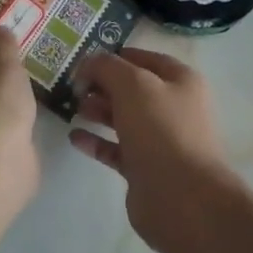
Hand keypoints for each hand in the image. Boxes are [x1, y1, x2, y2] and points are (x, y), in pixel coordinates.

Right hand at [70, 48, 241, 252]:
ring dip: (97, 110)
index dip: (114, 56)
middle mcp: (173, 107)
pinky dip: (95, 141)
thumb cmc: (161, 130)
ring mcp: (159, 140)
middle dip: (101, 84)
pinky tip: (74, 137)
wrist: (181, 196)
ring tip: (71, 108)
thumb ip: (107, 67)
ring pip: (122, 118)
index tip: (82, 60)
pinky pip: (115, 148)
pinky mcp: (144, 167)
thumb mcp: (133, 84)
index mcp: (180, 81)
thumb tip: (89, 63)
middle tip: (72, 86)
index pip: (144, 59)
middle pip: (131, 89)